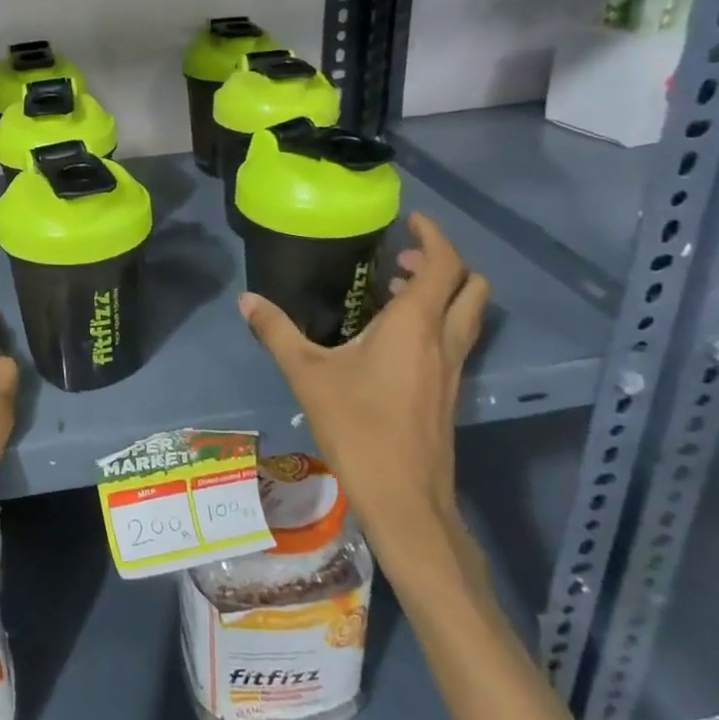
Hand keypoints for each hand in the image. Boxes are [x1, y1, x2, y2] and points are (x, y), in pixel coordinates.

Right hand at [240, 213, 488, 566]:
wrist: (404, 498)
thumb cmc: (358, 428)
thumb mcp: (307, 375)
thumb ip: (277, 332)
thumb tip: (247, 299)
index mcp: (415, 326)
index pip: (445, 264)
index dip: (434, 235)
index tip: (410, 221)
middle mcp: (444, 340)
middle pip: (471, 286)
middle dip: (444, 263)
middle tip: (400, 261)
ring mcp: (453, 369)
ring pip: (467, 314)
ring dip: (441, 293)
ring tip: (390, 294)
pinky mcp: (450, 392)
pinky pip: (455, 339)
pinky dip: (434, 322)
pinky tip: (390, 340)